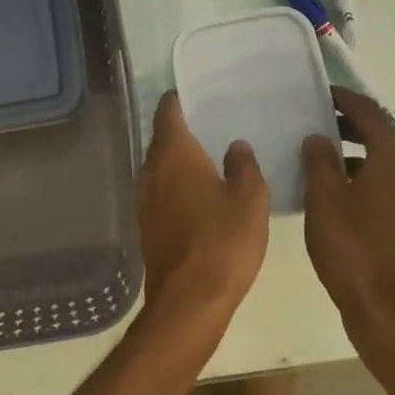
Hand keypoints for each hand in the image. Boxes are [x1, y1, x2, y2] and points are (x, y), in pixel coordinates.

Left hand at [133, 93, 269, 356]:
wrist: (189, 300)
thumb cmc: (224, 240)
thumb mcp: (251, 198)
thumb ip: (244, 165)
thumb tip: (236, 146)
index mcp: (174, 154)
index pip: (168, 112)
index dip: (178, 100)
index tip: (194, 94)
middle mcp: (151, 171)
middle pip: (161, 140)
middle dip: (181, 131)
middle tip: (210, 125)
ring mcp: (144, 200)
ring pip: (159, 168)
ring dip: (178, 162)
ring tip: (208, 159)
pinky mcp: (146, 226)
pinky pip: (160, 193)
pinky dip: (175, 187)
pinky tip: (198, 196)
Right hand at [301, 89, 394, 350]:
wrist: (383, 306)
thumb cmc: (350, 246)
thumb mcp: (324, 197)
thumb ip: (319, 160)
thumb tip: (319, 137)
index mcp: (393, 158)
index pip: (370, 114)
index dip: (346, 100)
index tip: (323, 92)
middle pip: (382, 135)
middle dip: (350, 125)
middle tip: (318, 119)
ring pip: (384, 161)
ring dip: (356, 151)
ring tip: (322, 154)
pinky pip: (387, 183)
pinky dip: (364, 175)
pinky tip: (338, 190)